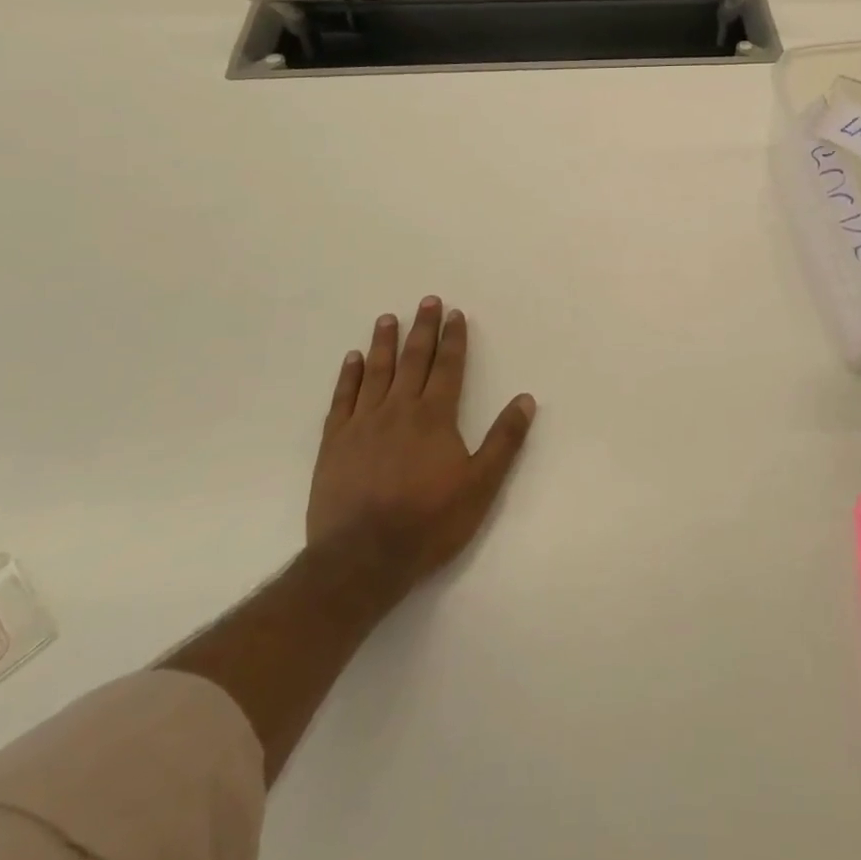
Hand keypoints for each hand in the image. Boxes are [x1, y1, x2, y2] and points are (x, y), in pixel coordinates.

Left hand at [307, 298, 535, 594]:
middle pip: (413, 360)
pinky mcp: (335, 443)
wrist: (362, 558)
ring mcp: (363, 424)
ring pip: (376, 372)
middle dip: (423, 329)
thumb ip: (504, 440)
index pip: (447, 367)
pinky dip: (348, 376)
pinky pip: (343, 398)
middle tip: (427, 301)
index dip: (453, 339)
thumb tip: (525, 400)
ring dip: (384, 343)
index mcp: (435, 417)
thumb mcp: (480, 485)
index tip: (455, 313)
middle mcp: (399, 409)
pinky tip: (352, 359)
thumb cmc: (428, 522)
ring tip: (388, 318)